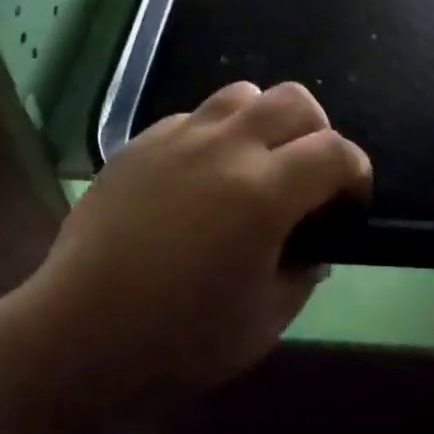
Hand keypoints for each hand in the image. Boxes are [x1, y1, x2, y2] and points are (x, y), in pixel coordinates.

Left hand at [21, 81, 370, 404]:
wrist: (76, 333)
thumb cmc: (177, 340)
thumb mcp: (263, 323)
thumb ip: (302, 276)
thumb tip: (313, 248)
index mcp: (264, 192)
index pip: (335, 151)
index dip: (356, 171)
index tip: (350, 201)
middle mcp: (227, 147)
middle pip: (295, 100)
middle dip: (317, 131)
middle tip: (308, 173)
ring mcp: (179, 137)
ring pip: (242, 93)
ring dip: (264, 121)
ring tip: (254, 162)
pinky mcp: (140, 143)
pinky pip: (193, 117)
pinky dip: (214, 135)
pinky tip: (199, 176)